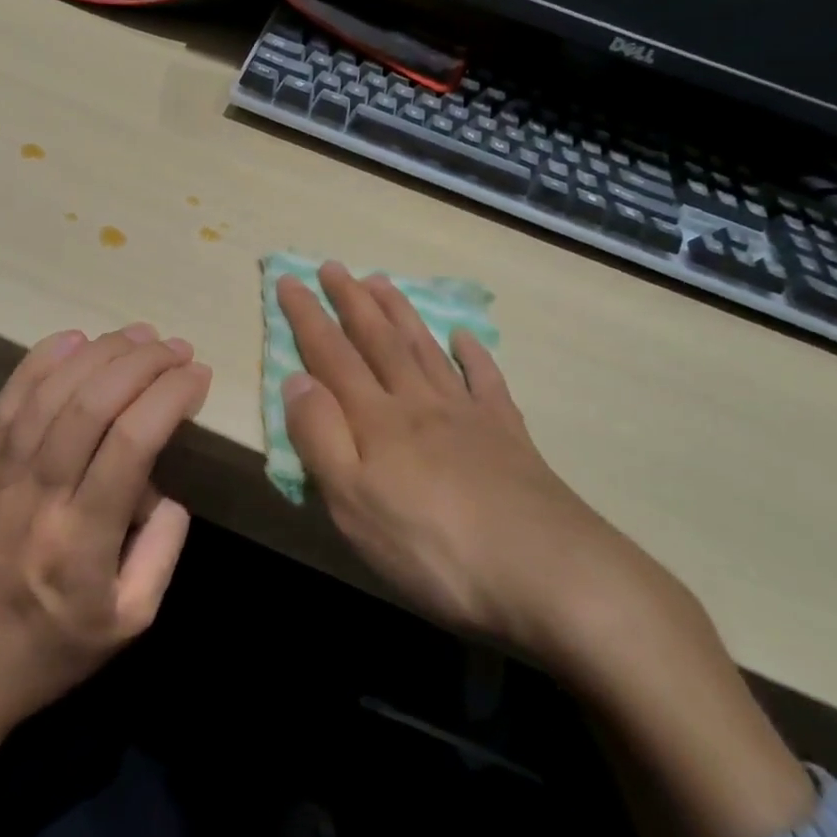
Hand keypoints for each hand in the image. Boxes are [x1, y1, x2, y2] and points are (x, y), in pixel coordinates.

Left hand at [0, 323, 209, 746]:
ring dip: (100, 353)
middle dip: (143, 363)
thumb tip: (164, 485)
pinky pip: (8, 401)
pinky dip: (41, 361)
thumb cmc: (49, 652)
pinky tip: (74, 338)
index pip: (132, 441)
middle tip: (177, 347)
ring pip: (51, 392)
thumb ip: (163, 549)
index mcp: (82, 540)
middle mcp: (38, 496)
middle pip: (93, 403)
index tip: (198, 376)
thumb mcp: (130, 621)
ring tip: (139, 336)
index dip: (170, 396)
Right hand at [275, 262, 632, 661]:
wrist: (546, 570)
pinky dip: (473, 354)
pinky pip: (486, 380)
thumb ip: (320, 437)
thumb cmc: (433, 547)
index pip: (331, 355)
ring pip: (425, 348)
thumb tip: (296, 379)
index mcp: (377, 419)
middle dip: (351, 300)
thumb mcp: (353, 502)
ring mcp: (467, 414)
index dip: (308, 317)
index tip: (289, 278)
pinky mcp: (508, 434)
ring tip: (382, 282)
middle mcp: (419, 402)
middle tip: (334, 266)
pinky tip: (465, 336)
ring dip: (399, 313)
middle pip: (379, 340)